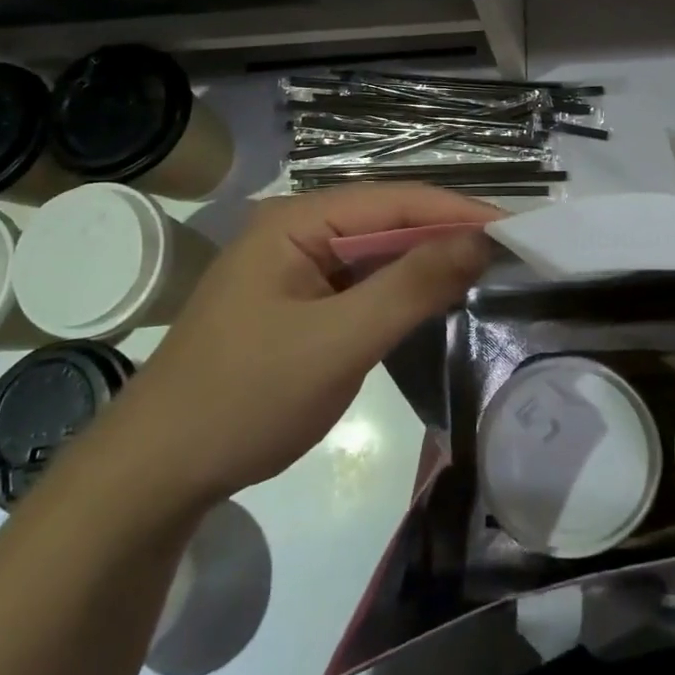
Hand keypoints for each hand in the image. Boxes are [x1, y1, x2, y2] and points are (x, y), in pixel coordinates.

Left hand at [110, 185, 498, 508]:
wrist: (156, 474)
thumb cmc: (245, 398)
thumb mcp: (337, 342)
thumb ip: (410, 287)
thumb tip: (479, 240)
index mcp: (297, 221)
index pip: (395, 201)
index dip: (458, 212)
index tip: (517, 231)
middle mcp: (296, 230)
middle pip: (387, 221)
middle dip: (446, 236)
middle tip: (510, 256)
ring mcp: (294, 267)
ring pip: (376, 253)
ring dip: (426, 263)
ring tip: (484, 273)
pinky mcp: (297, 303)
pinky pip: (360, 284)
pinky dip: (399, 291)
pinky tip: (431, 302)